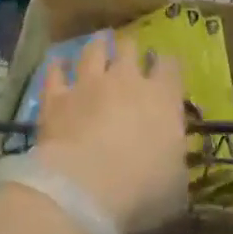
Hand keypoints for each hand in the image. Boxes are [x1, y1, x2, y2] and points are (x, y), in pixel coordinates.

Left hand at [34, 32, 189, 233]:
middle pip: (130, 49)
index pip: (171, 66)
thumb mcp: (176, 184)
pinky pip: (56, 73)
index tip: (167, 67)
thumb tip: (173, 159)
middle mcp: (127, 81)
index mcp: (163, 98)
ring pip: (94, 51)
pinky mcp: (56, 97)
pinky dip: (58, 66)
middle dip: (131, 48)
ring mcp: (89, 85)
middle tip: (129, 52)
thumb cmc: (142, 191)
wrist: (85, 189)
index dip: (169, 64)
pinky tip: (58, 63)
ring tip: (99, 42)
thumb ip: (175, 161)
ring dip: (98, 46)